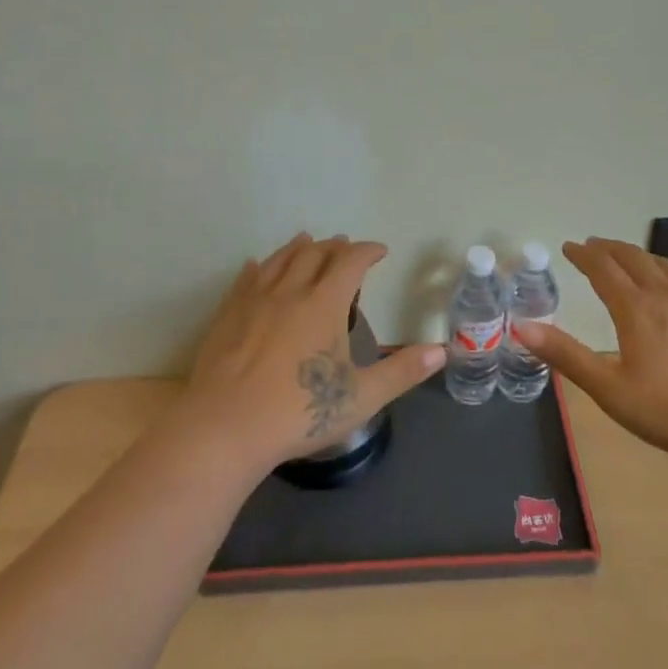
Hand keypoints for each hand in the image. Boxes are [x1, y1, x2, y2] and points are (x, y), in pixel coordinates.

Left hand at [178, 234, 446, 473]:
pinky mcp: (227, 314)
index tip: (379, 250)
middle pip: (315, 253)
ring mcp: (255, 299)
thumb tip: (441, 351)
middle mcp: (290, 290)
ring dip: (298, 247)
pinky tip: (257, 266)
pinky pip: (246, 278)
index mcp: (325, 303)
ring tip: (307, 241)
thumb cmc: (299, 412)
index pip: (351, 262)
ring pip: (280, 259)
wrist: (225, 427)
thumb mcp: (360, 397)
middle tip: (346, 246)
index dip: (367, 251)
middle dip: (334, 246)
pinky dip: (259, 266)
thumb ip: (401, 372)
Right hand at [513, 238, 667, 465]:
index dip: (583, 256)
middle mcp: (665, 296)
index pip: (602, 271)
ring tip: (634, 256)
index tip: (568, 247)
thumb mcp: (611, 390)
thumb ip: (567, 356)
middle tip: (595, 245)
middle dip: (610, 249)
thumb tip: (521, 327)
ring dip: (646, 257)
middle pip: (633, 260)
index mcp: (635, 310)